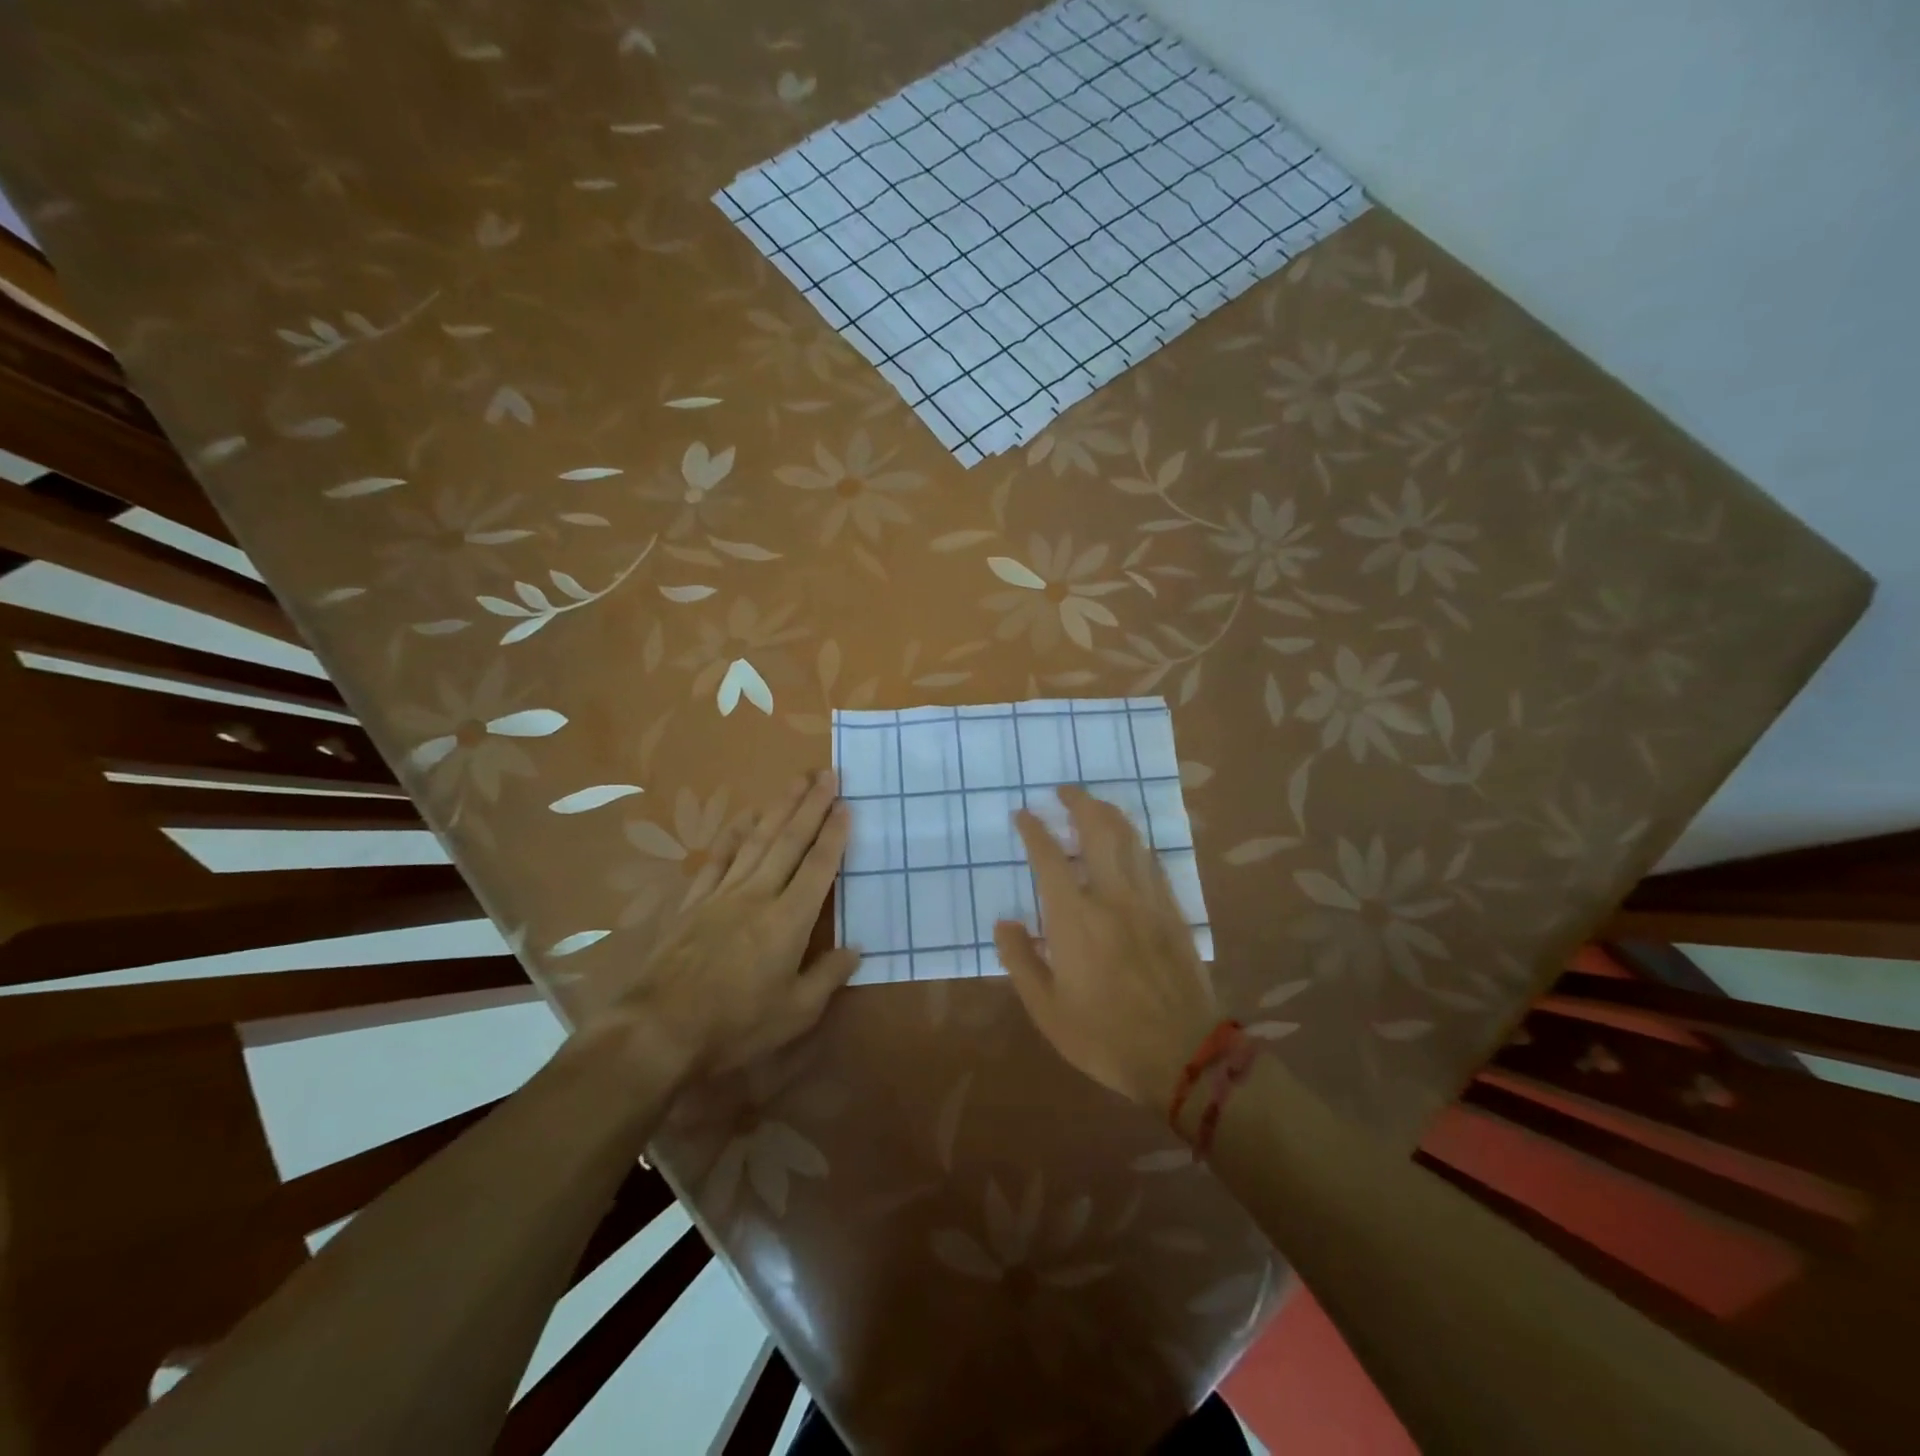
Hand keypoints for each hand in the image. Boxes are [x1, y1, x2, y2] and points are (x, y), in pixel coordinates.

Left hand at [597, 770, 859, 1080]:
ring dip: (778, 808)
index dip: (834, 834)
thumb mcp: (795, 1014)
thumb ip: (827, 977)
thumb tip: (855, 949)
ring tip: (796, 782)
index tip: (846, 804)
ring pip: (757, 840)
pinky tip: (743, 817)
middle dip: (811, 805)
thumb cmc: (735, 1025)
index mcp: (789, 920)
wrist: (658, 1029)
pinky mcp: (694, 902)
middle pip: (789, 840)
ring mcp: (723, 894)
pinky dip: (733, 834)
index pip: (819, 866)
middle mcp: (758, 895)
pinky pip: (718, 858)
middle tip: (827, 774)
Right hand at [995, 786, 1220, 1107]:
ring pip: (1130, 839)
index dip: (1034, 830)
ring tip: (1095, 807)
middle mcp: (1112, 896)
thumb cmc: (1104, 1036)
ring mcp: (1148, 901)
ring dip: (1109, 815)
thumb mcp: (1046, 1009)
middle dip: (1079, 803)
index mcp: (1075, 918)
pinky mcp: (1174, 912)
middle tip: (1065, 791)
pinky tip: (1130, 846)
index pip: (1050, 857)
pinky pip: (1152, 862)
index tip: (1024, 814)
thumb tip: (1005, 922)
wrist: (1182, 1054)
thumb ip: (1020, 960)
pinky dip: (1135, 843)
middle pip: (1099, 830)